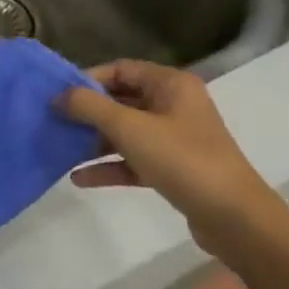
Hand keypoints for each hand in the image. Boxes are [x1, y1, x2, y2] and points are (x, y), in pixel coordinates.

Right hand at [60, 60, 288, 266]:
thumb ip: (89, 107)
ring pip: (125, 132)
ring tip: (60, 149)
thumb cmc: (182, 160)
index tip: (57, 95)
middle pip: (121, 100)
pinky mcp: (173, 169)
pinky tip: (78, 178)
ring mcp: (175, 139)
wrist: (235, 219)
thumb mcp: (129, 128)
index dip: (88, 79)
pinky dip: (108, 166)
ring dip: (93, 141)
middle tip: (52, 121)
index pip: (121, 69)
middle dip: (87, 113)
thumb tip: (58, 96)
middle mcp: (174, 106)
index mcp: (171, 85)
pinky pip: (133, 160)